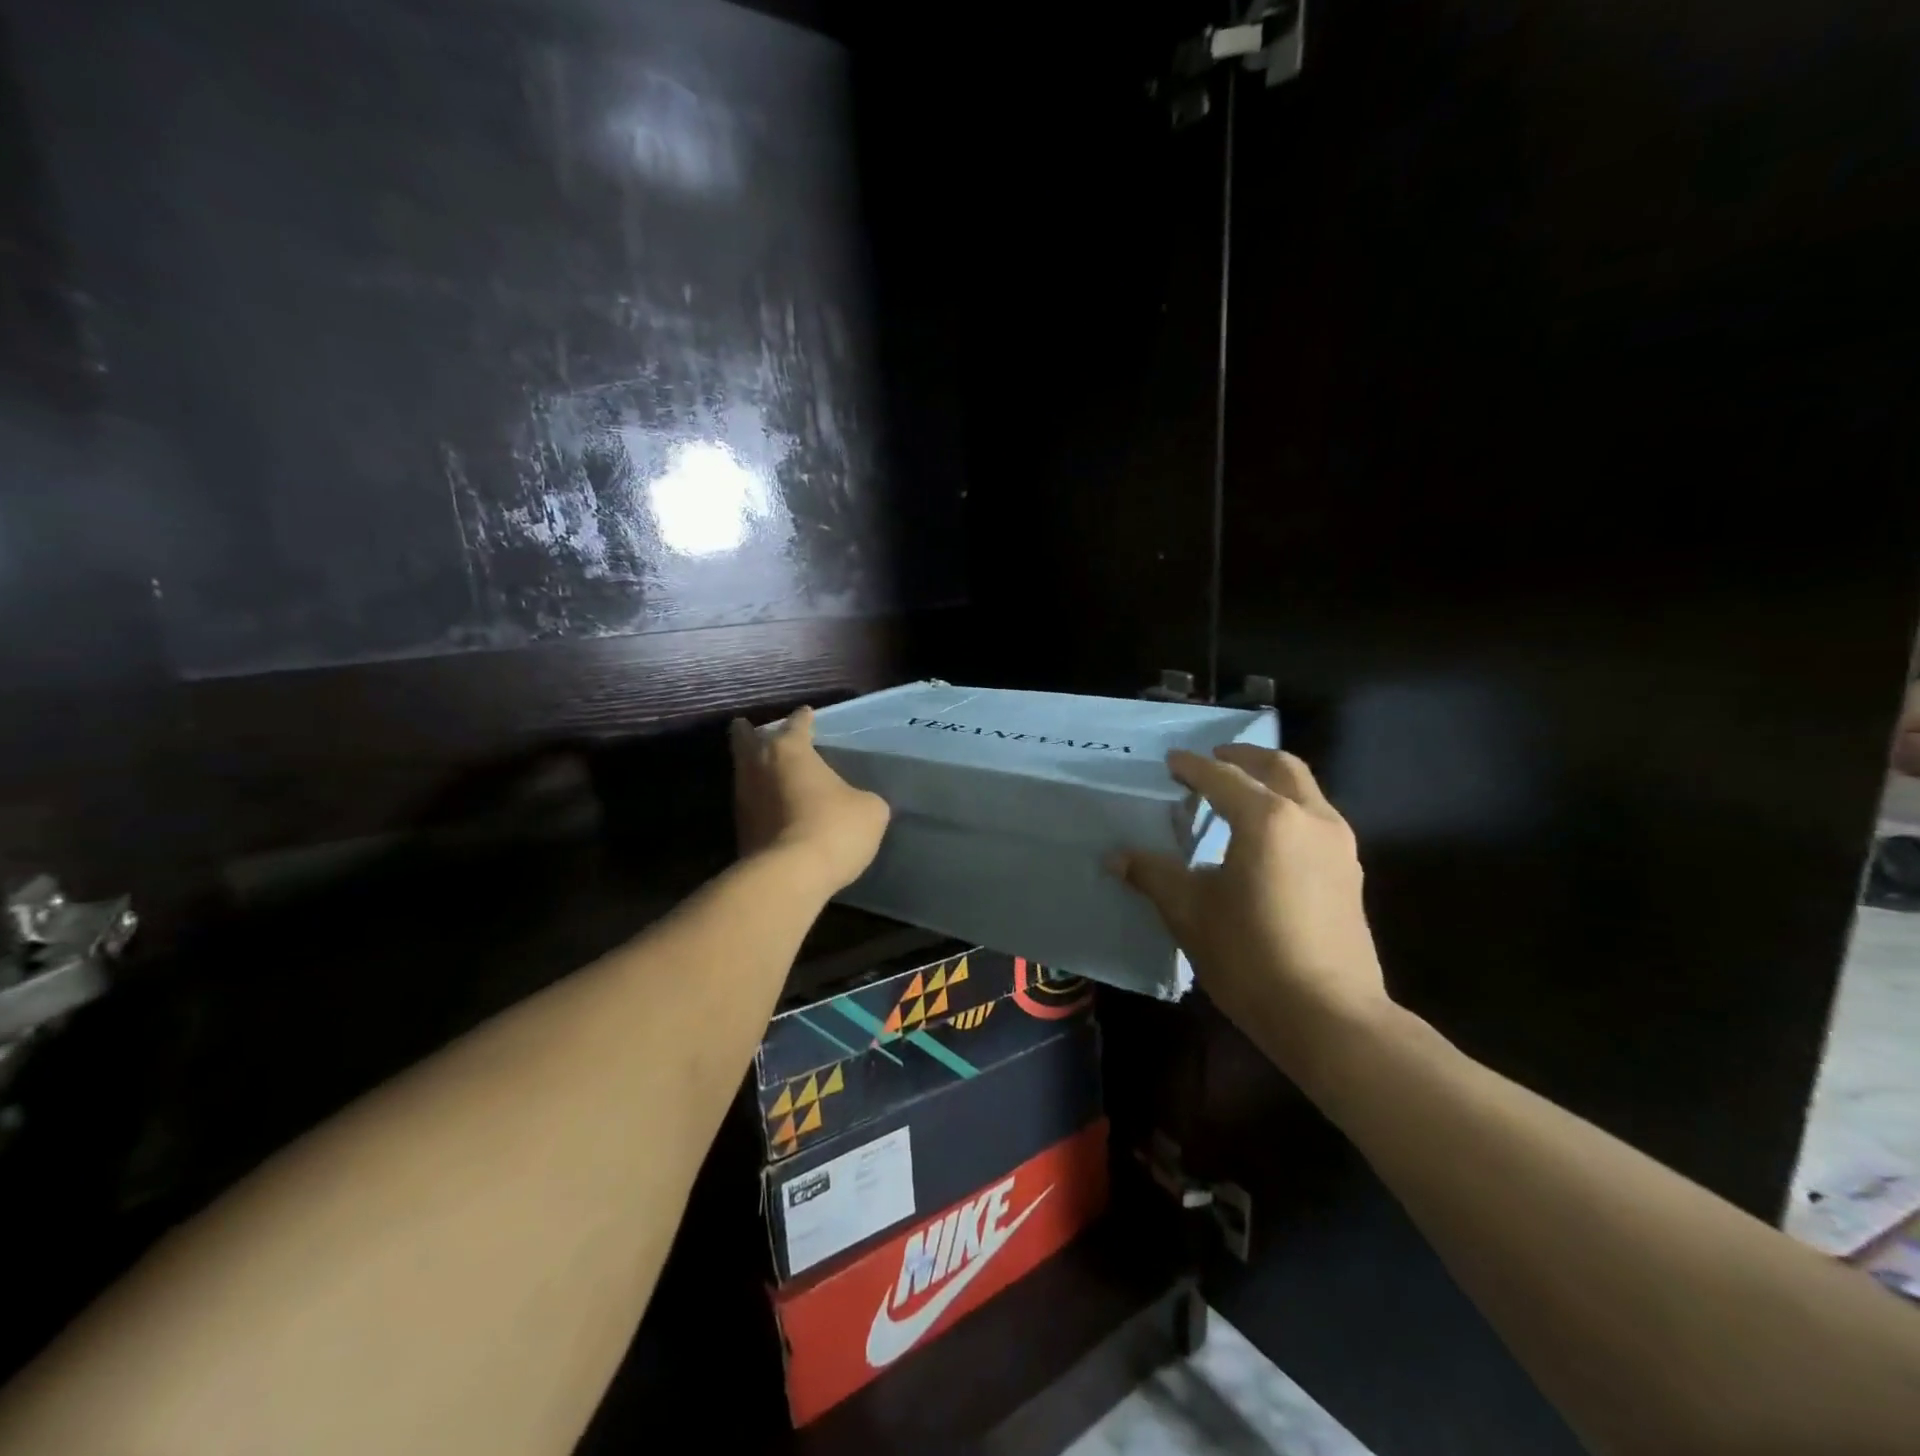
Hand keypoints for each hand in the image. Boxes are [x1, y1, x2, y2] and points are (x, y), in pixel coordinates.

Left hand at [729, 706, 889, 895]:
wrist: (789, 876)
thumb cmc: (833, 828)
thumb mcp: (870, 810)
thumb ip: (863, 798)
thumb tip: (859, 804)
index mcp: (790, 750)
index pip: (796, 725)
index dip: (804, 719)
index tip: (807, 713)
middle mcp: (758, 766)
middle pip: (746, 740)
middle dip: (749, 733)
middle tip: (749, 727)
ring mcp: (743, 799)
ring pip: (743, 772)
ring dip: (752, 768)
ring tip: (764, 768)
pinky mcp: (739, 831)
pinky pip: (749, 804)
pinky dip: (758, 800)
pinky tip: (771, 805)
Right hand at [1111, 746, 1390, 1067]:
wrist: (1329, 1016)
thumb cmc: (1251, 956)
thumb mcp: (1189, 912)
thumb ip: (1153, 875)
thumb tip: (1116, 857)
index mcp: (1267, 819)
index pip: (1222, 777)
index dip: (1192, 767)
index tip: (1171, 762)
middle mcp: (1309, 819)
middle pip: (1279, 766)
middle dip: (1244, 756)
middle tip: (1214, 758)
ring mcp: (1338, 845)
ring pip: (1305, 790)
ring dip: (1271, 780)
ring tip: (1239, 793)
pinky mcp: (1350, 872)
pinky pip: (1316, 818)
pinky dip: (1289, 808)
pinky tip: (1267, 837)